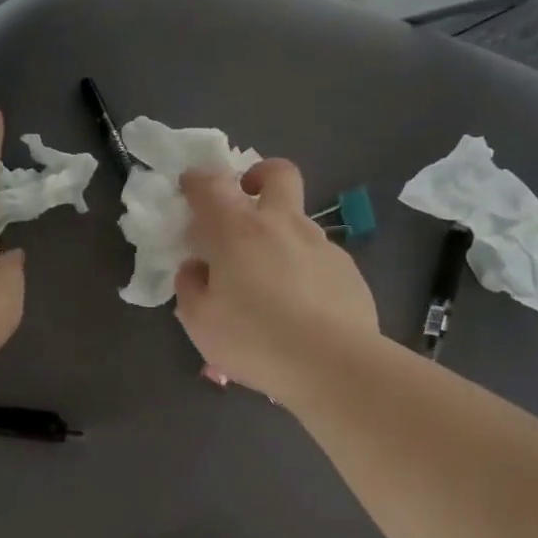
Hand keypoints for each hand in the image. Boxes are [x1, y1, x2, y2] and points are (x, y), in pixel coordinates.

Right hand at [174, 160, 380, 404]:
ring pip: (298, 221)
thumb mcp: (200, 322)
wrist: (333, 364)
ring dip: (279, 235)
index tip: (190, 189)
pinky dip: (302, 270)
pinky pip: (317, 258)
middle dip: (258, 176)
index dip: (197, 180)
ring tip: (269, 282)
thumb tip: (196, 268)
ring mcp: (321, 244)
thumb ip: (190, 287)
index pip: (211, 184)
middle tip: (245, 204)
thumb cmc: (255, 339)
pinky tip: (301, 307)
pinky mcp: (348, 270)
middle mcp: (282, 224)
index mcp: (237, 230)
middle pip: (277, 173)